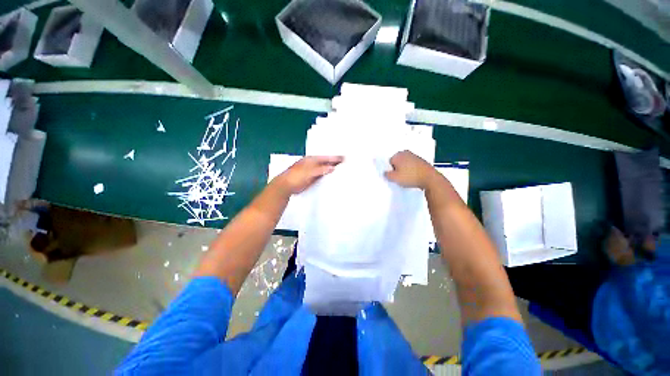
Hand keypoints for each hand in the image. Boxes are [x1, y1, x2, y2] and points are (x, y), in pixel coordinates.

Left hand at [274, 156, 343, 194]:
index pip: (326, 158)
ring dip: (331, 168)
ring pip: (324, 168)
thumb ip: (321, 170)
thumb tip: (332, 167)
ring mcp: (311, 171)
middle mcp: (312, 164)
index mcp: (311, 159)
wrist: (285, 186)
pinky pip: (321, 175)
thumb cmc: (295, 177)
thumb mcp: (309, 172)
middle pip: (326, 162)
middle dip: (334, 162)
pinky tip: (331, 176)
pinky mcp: (311, 178)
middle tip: (345, 161)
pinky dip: (327, 174)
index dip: (335, 158)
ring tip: (341, 168)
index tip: (344, 158)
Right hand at [384, 151, 435, 188]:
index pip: (389, 162)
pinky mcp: (421, 161)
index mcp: (398, 155)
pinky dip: (411, 170)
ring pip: (405, 164)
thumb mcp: (394, 178)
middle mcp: (406, 153)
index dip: (390, 170)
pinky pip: (412, 166)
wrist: (429, 178)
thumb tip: (386, 173)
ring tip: (407, 178)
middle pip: (397, 162)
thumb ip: (386, 175)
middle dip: (397, 169)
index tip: (393, 176)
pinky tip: (413, 177)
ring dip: (404, 170)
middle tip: (399, 177)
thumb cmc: (410, 176)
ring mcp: (415, 156)